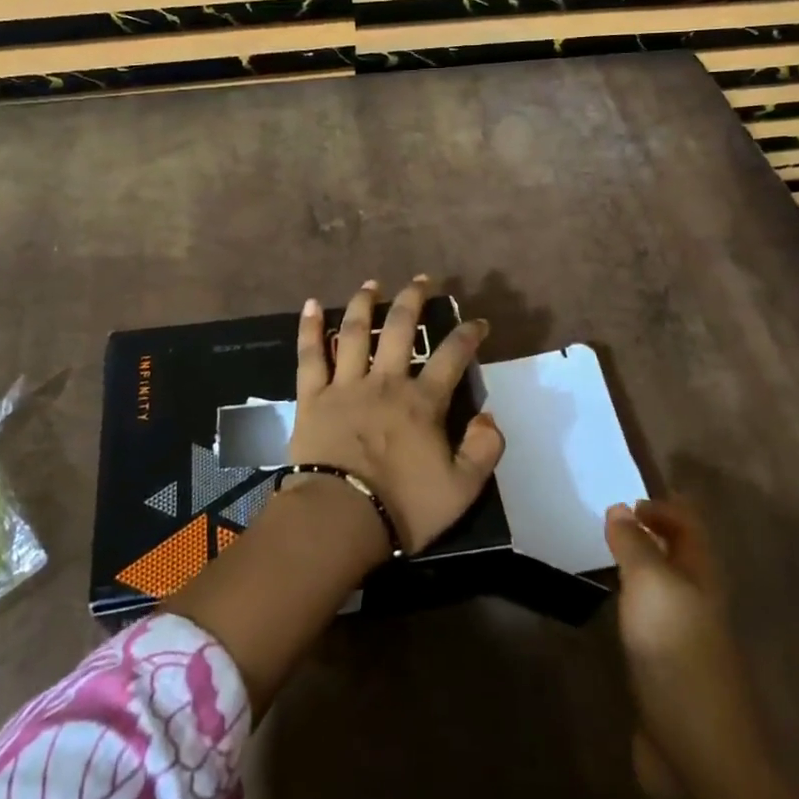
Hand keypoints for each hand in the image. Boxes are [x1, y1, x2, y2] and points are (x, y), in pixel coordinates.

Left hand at [289, 276, 503, 554]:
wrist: (340, 518)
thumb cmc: (403, 505)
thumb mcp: (462, 489)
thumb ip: (483, 450)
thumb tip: (489, 417)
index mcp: (422, 402)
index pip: (452, 356)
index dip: (468, 335)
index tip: (478, 322)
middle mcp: (385, 382)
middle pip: (400, 328)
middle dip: (413, 299)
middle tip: (422, 280)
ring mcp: (345, 385)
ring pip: (354, 332)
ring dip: (364, 303)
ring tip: (372, 284)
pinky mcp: (312, 397)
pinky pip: (310, 356)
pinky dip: (309, 329)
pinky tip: (309, 304)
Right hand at [605, 498, 766, 798]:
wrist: (698, 753)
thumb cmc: (677, 654)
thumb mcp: (651, 585)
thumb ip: (634, 544)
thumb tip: (621, 507)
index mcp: (702, 577)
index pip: (689, 525)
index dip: (663, 506)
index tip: (626, 499)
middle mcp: (697, 603)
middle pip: (678, 556)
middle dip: (649, 535)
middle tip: (607, 521)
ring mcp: (684, 641)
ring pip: (662, 590)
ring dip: (637, 569)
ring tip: (600, 555)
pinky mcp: (666, 673)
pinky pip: (647, 624)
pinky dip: (629, 607)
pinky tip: (608, 609)